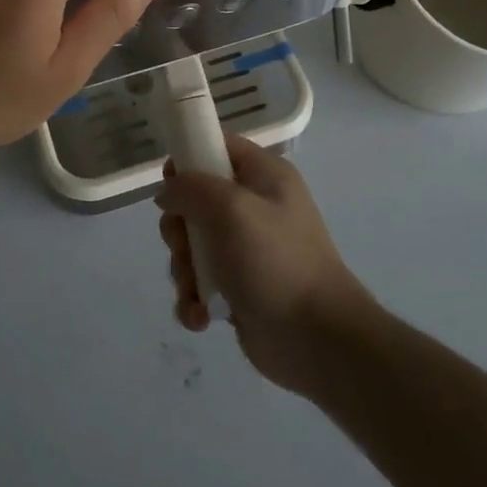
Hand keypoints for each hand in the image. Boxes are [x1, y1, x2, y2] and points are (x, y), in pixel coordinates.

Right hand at [156, 135, 372, 396]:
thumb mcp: (231, 208)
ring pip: (192, 245)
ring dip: (184, 270)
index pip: (218, 146)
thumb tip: (168, 193)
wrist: (318, 340)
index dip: (188, 158)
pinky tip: (201, 316)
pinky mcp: (239, 289)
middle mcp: (255, 207)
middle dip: (179, 228)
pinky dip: (194, 299)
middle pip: (195, 200)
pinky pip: (200, 284)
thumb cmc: (275, 261)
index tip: (169, 186)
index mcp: (264, 176)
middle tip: (184, 246)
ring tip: (197, 291)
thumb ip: (191, 188)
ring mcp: (247, 251)